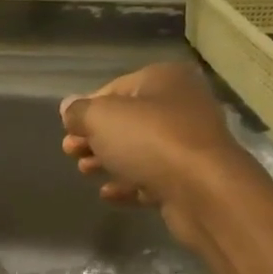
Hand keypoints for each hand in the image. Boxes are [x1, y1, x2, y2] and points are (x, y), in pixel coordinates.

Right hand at [59, 62, 260, 247]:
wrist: (204, 191)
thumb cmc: (151, 140)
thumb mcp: (102, 118)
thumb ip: (79, 112)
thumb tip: (68, 108)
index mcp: (165, 79)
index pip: (116, 88)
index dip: (87, 108)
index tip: (67, 130)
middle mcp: (182, 106)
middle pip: (128, 120)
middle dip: (95, 137)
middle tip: (70, 152)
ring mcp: (190, 144)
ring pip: (140, 150)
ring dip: (109, 161)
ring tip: (85, 172)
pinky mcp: (191, 179)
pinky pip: (153, 177)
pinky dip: (130, 183)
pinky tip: (108, 194)